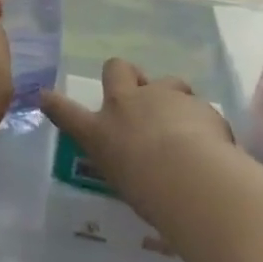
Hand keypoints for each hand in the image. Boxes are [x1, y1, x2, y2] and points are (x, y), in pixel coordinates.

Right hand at [40, 58, 231, 200]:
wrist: (191, 177)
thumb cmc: (149, 192)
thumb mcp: (126, 182)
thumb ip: (129, 164)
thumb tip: (138, 164)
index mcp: (99, 131)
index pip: (66, 112)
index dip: (54, 103)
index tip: (46, 97)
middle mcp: (125, 105)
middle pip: (116, 69)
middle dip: (126, 75)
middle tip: (140, 90)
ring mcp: (160, 97)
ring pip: (167, 82)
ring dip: (172, 97)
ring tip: (187, 123)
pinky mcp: (195, 101)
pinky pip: (199, 107)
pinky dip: (204, 121)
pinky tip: (216, 144)